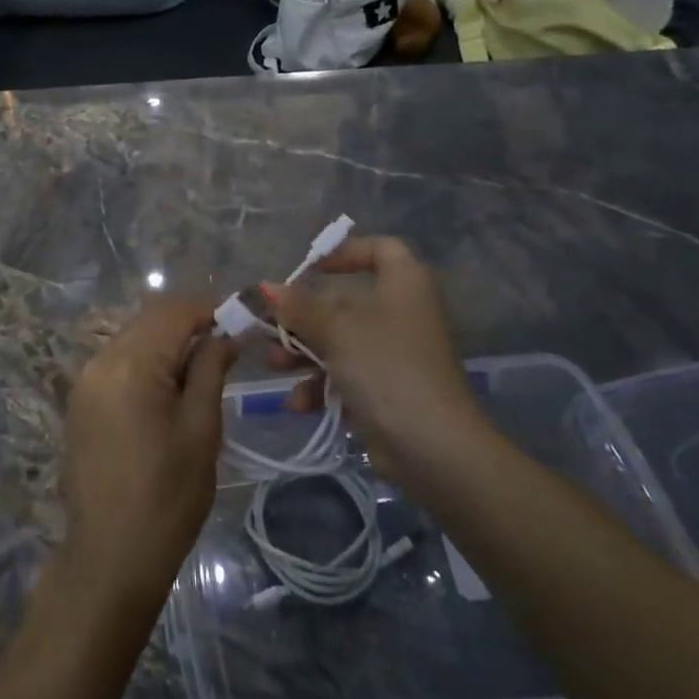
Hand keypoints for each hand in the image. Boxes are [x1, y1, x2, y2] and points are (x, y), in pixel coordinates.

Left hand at [58, 296, 235, 612]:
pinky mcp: (80, 400)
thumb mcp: (201, 430)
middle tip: (226, 343)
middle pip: (149, 320)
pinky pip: (118, 361)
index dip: (208, 309)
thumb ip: (210, 370)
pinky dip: (146, 361)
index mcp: (130, 365)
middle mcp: (100, 360)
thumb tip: (225, 335)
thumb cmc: (167, 498)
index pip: (172, 312)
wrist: (109, 559)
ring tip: (202, 366)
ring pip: (133, 338)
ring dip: (167, 341)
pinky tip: (169, 386)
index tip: (240, 319)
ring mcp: (85, 380)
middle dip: (188, 323)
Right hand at [267, 235, 484, 483]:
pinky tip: (299, 403)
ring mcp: (396, 355)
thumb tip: (264, 287)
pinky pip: (348, 377)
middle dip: (304, 316)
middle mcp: (403, 313)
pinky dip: (322, 386)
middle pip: (347, 302)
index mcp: (403, 285)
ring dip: (304, 353)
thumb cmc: (386, 367)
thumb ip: (298, 307)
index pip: (381, 250)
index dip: (346, 252)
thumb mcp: (336, 330)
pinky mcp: (388, 392)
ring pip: (341, 342)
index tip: (310, 268)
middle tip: (270, 325)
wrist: (433, 448)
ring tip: (274, 366)